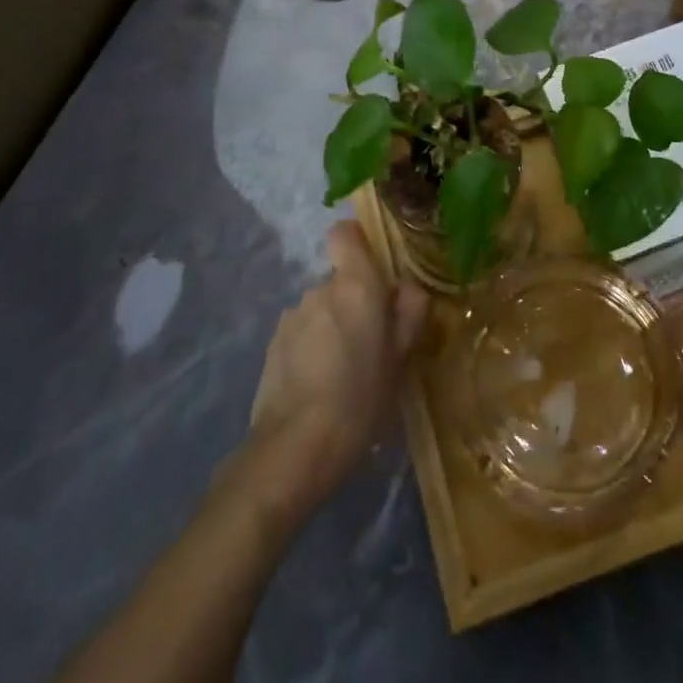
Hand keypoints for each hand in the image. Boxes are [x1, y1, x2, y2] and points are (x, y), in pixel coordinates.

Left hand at [247, 221, 427, 509]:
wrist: (295, 448)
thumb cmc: (361, 398)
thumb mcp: (401, 358)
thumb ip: (409, 313)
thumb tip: (407, 288)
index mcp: (356, 284)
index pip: (345, 233)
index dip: (357, 242)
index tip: (374, 268)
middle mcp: (321, 288)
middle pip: (340, 279)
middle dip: (354, 301)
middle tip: (372, 342)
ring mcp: (292, 315)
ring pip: (321, 308)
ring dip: (333, 326)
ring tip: (344, 371)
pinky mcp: (272, 344)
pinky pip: (302, 332)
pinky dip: (312, 348)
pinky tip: (320, 386)